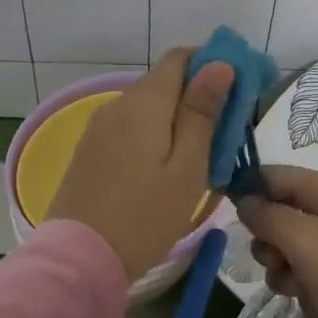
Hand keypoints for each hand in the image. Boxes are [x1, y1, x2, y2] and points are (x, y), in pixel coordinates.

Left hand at [46, 49, 233, 281]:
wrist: (79, 259)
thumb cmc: (145, 216)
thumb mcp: (187, 167)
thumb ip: (201, 112)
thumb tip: (219, 64)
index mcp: (144, 102)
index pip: (180, 57)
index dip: (212, 64)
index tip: (238, 90)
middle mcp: (117, 104)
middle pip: (164, 81)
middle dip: (197, 96)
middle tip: (225, 134)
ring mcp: (98, 127)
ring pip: (146, 107)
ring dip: (175, 118)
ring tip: (199, 155)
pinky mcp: (89, 150)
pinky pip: (129, 127)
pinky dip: (152, 134)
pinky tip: (164, 167)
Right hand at [237, 166, 317, 317]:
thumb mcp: (304, 237)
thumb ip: (267, 215)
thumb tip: (244, 200)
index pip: (277, 174)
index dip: (250, 187)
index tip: (225, 207)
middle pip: (279, 209)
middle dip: (264, 231)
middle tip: (271, 251)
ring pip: (284, 242)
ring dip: (275, 259)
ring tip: (287, 277)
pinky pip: (298, 267)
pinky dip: (290, 278)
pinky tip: (295, 292)